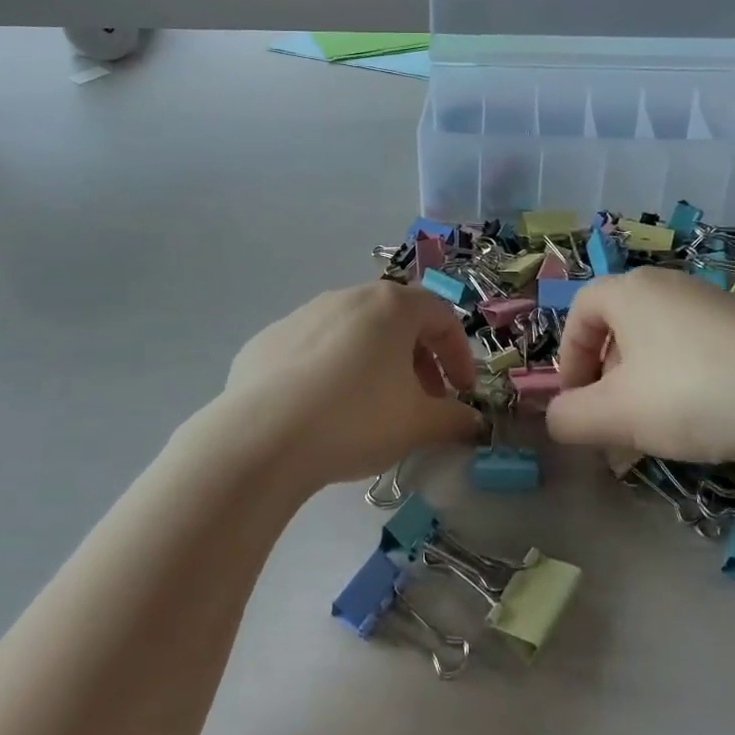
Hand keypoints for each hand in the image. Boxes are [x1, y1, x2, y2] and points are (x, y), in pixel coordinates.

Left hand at [214, 281, 481, 490]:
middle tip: (421, 402)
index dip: (459, 355)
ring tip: (372, 408)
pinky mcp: (268, 340)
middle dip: (417, 360)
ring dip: (374, 363)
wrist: (262, 437)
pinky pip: (313, 350)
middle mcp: (347, 297)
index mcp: (391, 305)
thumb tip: (471, 422)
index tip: (461, 393)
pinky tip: (322, 411)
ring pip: (353, 333)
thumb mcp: (418, 424)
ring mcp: (303, 314)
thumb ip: (453, 419)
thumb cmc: (356, 418)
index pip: (441, 316)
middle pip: (396, 321)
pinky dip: (329, 372)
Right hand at [546, 269, 734, 468]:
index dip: (569, 357)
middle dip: (605, 375)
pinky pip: (693, 348)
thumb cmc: (691, 394)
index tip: (577, 401)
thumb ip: (570, 417)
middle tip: (612, 418)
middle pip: (618, 325)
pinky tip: (699, 419)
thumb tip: (556, 419)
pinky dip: (680, 379)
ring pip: (656, 340)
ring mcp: (711, 302)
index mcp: (630, 290)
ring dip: (641, 382)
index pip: (580, 311)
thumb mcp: (616, 414)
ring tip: (654, 427)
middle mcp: (667, 284)